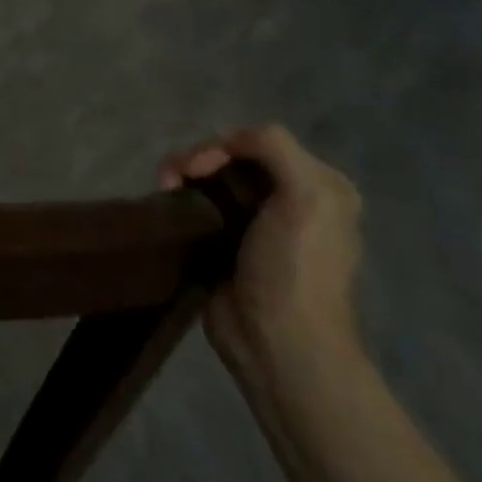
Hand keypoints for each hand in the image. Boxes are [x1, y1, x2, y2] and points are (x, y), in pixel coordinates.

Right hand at [160, 125, 363, 387]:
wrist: (277, 341)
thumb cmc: (295, 267)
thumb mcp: (309, 195)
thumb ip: (274, 147)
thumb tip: (223, 143)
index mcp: (318, 185)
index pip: (258, 141)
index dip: (223, 145)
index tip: (199, 167)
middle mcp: (289, 198)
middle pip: (230, 156)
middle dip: (196, 158)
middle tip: (172, 177)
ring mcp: (253, 221)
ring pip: (209, 176)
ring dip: (181, 173)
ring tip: (164, 190)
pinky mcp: (222, 240)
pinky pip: (197, 202)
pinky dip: (178, 196)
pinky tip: (166, 202)